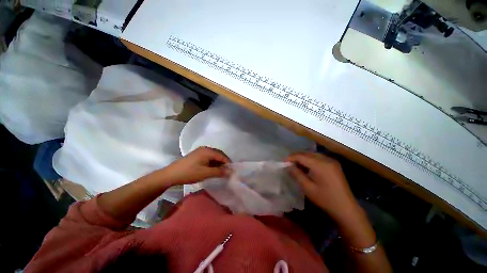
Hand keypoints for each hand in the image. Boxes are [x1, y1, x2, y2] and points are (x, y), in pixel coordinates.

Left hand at [164, 146, 230, 185]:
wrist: (171, 174)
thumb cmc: (189, 173)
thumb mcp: (205, 173)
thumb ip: (219, 172)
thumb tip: (231, 172)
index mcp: (208, 151)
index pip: (222, 156)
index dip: (228, 163)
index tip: (231, 172)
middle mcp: (205, 149)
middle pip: (219, 155)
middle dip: (223, 163)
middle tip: (226, 173)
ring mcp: (200, 151)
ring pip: (213, 156)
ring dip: (218, 164)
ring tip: (220, 172)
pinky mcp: (197, 155)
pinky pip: (208, 158)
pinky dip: (212, 163)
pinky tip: (212, 169)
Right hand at [287, 152, 359, 221]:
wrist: (346, 208)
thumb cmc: (325, 199)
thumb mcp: (307, 188)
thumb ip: (296, 174)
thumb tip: (288, 166)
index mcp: (320, 165)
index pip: (301, 156)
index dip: (291, 157)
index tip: (283, 161)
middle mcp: (326, 159)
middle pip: (307, 153)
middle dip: (296, 156)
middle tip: (288, 162)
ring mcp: (331, 161)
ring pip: (312, 154)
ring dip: (303, 158)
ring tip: (295, 165)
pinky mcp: (334, 164)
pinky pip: (318, 158)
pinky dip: (310, 160)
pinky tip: (306, 167)